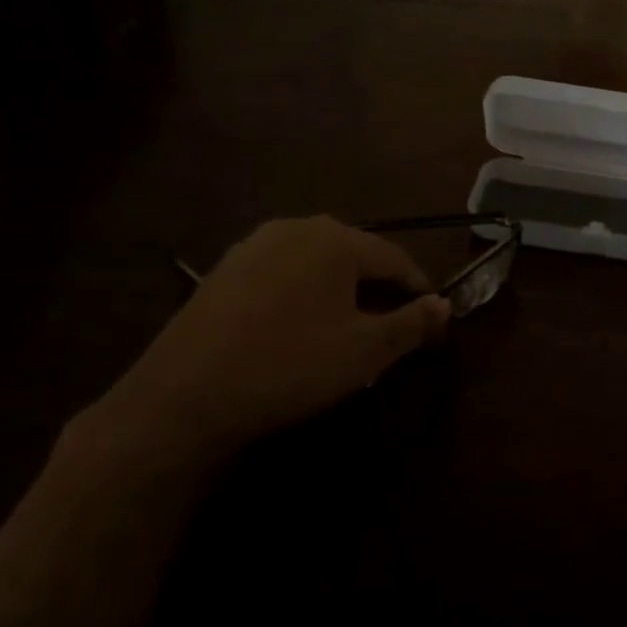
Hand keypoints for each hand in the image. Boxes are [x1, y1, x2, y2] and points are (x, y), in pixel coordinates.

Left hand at [71, 217, 449, 467]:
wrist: (182, 397)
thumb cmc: (290, 365)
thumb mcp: (366, 351)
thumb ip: (413, 323)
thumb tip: (444, 305)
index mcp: (337, 240)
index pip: (395, 258)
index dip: (418, 288)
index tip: (432, 319)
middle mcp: (297, 228)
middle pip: (356, 255)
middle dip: (379, 288)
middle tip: (392, 325)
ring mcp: (254, 245)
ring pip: (318, 263)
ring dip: (341, 290)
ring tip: (348, 327)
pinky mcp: (224, 270)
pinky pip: (283, 273)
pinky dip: (304, 294)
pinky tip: (299, 327)